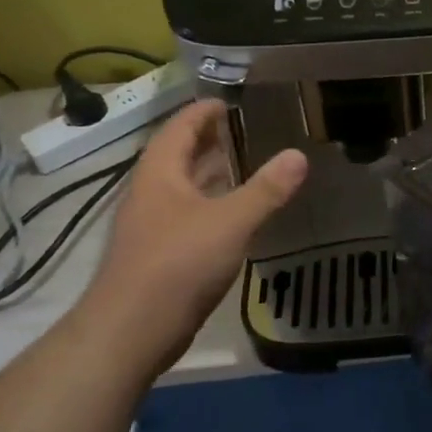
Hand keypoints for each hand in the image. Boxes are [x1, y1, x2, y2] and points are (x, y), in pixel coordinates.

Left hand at [68, 100, 306, 376]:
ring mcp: (154, 227)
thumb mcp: (230, 221)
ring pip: (185, 189)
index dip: (202, 112)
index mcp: (160, 174)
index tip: (227, 101)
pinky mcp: (161, 255)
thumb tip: (298, 155)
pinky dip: (213, 206)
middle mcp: (152, 194)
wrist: (132, 329)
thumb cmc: (178, 264)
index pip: (179, 128)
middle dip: (209, 141)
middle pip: (179, 157)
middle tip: (244, 130)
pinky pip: (190, 217)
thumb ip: (266, 189)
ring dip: (211, 174)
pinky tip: (235, 215)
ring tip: (245, 164)